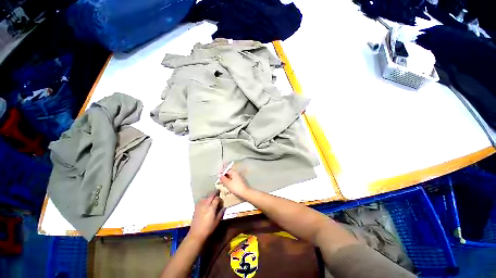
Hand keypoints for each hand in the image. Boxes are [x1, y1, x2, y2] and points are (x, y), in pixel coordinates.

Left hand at [189, 191, 224, 240]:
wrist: (196, 233)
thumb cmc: (208, 228)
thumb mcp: (217, 221)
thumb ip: (221, 212)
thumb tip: (224, 207)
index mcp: (212, 207)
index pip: (217, 198)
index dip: (220, 199)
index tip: (221, 201)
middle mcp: (206, 204)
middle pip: (211, 195)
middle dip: (215, 193)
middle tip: (218, 192)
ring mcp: (200, 205)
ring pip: (206, 196)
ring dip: (210, 196)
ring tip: (212, 199)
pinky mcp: (196, 207)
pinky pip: (201, 200)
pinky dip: (205, 199)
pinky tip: (205, 202)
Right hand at [220, 169, 250, 197]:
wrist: (245, 193)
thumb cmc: (235, 187)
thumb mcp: (228, 183)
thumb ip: (223, 179)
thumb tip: (219, 175)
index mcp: (234, 172)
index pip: (227, 170)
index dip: (222, 173)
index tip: (219, 178)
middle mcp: (237, 174)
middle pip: (230, 174)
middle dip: (225, 177)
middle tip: (220, 182)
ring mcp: (239, 178)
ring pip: (232, 177)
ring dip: (227, 180)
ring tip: (224, 185)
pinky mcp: (241, 182)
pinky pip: (234, 181)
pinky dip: (231, 182)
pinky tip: (229, 187)